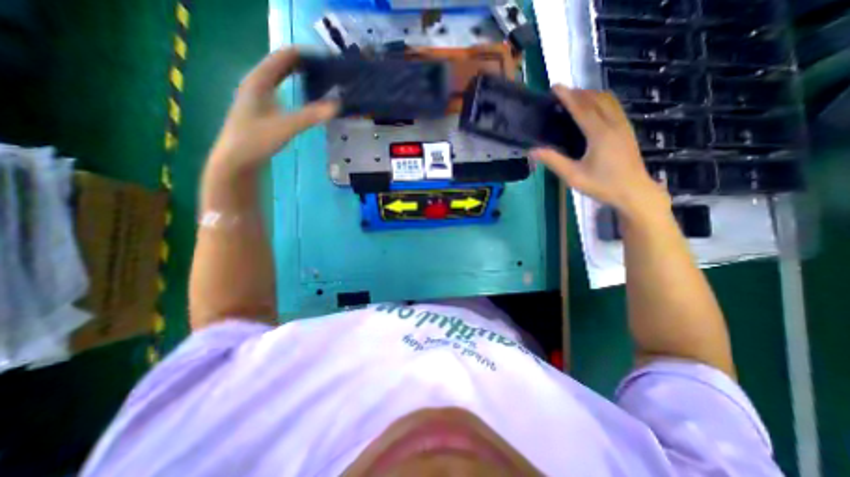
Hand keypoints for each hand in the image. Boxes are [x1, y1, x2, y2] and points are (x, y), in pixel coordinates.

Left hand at [208, 48, 337, 174]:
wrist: (236, 160)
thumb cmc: (256, 140)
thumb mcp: (285, 127)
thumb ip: (311, 116)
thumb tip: (337, 106)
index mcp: (258, 81)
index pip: (281, 57)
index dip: (302, 54)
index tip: (324, 57)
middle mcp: (256, 84)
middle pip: (280, 65)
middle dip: (302, 63)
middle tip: (326, 68)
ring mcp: (258, 96)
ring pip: (279, 77)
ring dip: (297, 74)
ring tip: (318, 77)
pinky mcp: (262, 108)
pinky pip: (279, 89)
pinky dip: (293, 87)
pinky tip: (303, 96)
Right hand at [529, 86, 669, 216]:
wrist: (634, 192)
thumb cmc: (602, 185)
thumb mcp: (573, 176)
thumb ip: (553, 161)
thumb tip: (532, 150)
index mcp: (600, 134)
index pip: (582, 108)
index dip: (567, 96)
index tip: (555, 87)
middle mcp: (613, 124)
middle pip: (596, 99)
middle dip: (578, 92)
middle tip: (561, 93)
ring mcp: (623, 126)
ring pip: (608, 100)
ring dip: (591, 95)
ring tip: (575, 98)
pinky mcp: (627, 130)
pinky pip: (614, 107)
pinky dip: (600, 101)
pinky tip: (593, 109)